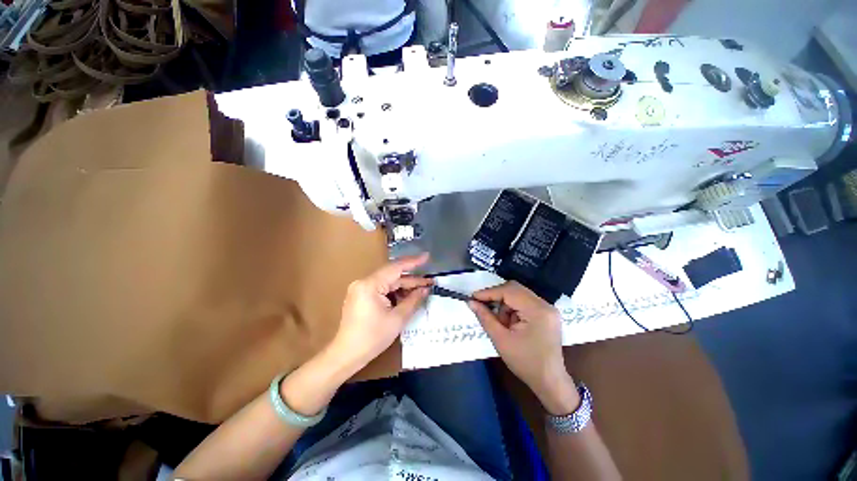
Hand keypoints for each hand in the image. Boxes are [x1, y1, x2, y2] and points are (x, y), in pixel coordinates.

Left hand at [332, 253, 432, 368]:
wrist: (346, 355)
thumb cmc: (372, 338)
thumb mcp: (397, 319)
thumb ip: (413, 300)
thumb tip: (425, 289)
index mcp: (370, 285)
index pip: (395, 268)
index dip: (413, 262)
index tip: (427, 257)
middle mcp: (364, 282)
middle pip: (392, 276)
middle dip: (411, 279)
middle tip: (429, 281)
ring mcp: (361, 288)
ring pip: (388, 282)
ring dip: (404, 286)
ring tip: (422, 289)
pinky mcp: (361, 295)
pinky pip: (382, 288)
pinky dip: (395, 292)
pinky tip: (407, 296)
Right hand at [469, 282, 578, 414]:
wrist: (550, 382)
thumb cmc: (525, 363)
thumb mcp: (501, 340)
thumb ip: (485, 317)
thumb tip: (471, 302)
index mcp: (537, 310)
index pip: (509, 291)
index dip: (489, 292)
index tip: (473, 297)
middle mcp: (545, 304)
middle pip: (515, 289)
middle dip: (496, 296)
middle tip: (482, 305)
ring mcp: (547, 308)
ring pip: (518, 294)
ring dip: (505, 304)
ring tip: (500, 322)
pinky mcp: (546, 313)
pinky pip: (524, 302)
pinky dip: (512, 309)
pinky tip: (509, 323)